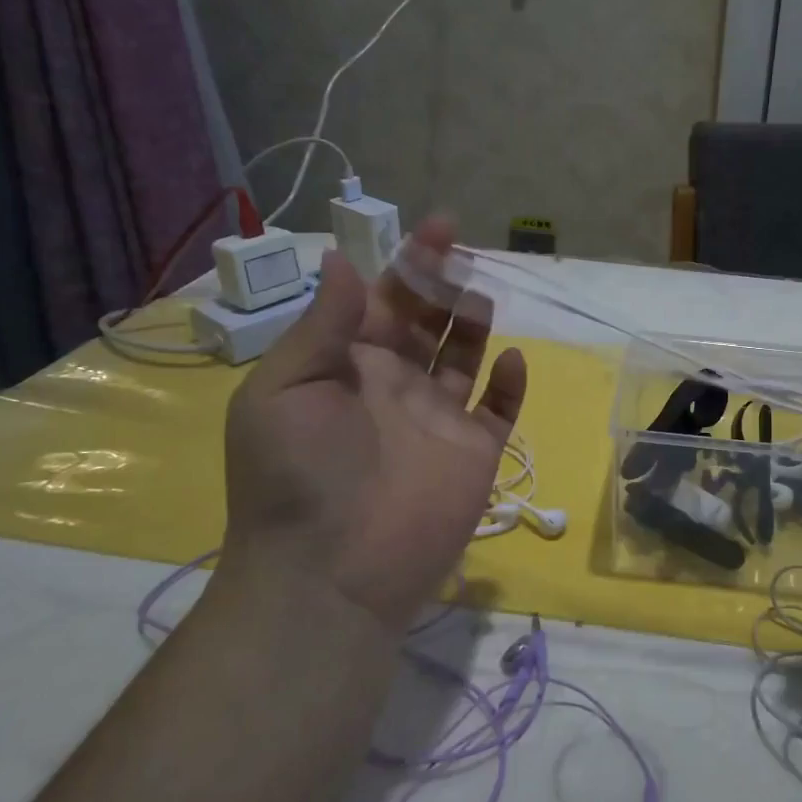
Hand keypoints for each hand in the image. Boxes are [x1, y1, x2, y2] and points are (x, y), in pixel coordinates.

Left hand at [216, 215, 525, 635]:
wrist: (331, 573)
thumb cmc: (299, 475)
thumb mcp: (285, 391)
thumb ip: (323, 326)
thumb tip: (345, 261)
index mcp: (349, 367)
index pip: (384, 302)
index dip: (410, 264)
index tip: (438, 228)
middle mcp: (396, 385)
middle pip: (428, 321)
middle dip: (444, 283)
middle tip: (465, 250)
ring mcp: (439, 419)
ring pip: (465, 357)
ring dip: (475, 323)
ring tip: (483, 295)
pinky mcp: (475, 451)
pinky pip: (500, 409)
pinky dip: (511, 384)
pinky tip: (515, 360)